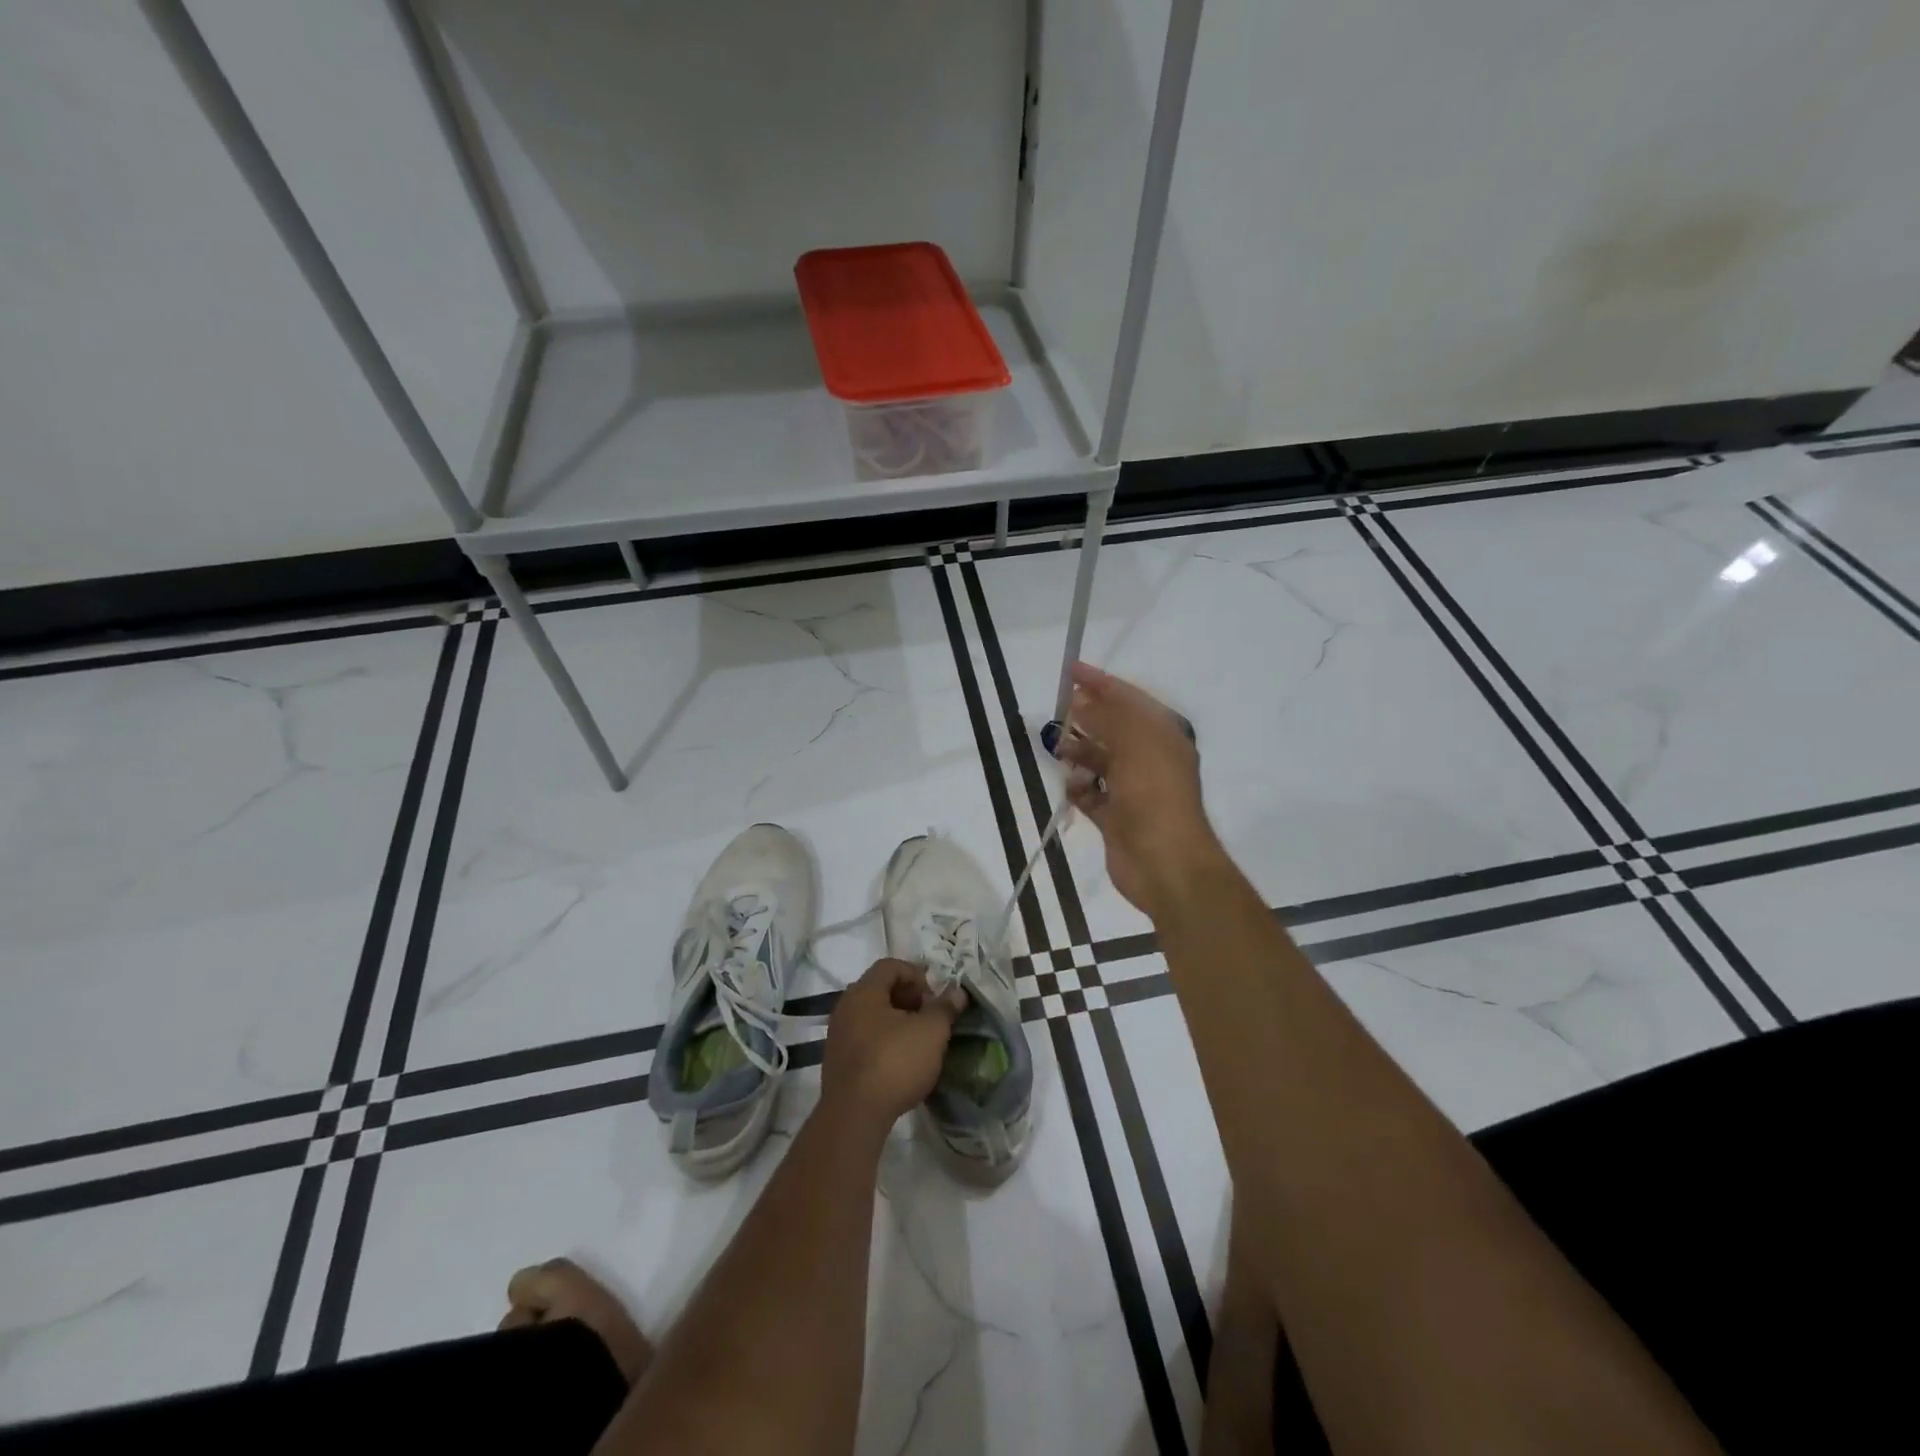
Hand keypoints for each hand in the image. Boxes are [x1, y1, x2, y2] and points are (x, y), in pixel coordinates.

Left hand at [820, 959, 964, 1132]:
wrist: (855, 1115)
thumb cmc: (895, 1062)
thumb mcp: (931, 1032)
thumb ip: (945, 1008)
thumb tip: (958, 992)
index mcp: (864, 991)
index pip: (891, 965)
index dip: (917, 975)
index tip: (934, 998)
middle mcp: (845, 1007)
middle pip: (880, 989)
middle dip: (909, 999)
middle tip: (929, 1018)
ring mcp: (838, 1035)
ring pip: (872, 1016)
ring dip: (897, 1022)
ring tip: (919, 1042)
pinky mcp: (837, 1061)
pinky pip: (864, 1038)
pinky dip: (884, 1041)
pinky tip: (900, 1063)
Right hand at [1058, 662, 1226, 920]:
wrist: (1164, 862)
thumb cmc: (1154, 794)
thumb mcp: (1134, 742)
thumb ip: (1107, 717)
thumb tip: (1082, 703)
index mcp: (1163, 736)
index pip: (1129, 699)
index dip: (1100, 682)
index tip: (1070, 670)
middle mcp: (1150, 759)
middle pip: (1113, 728)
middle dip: (1087, 718)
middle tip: (1060, 711)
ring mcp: (1134, 789)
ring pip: (1100, 760)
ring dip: (1079, 753)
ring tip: (1059, 751)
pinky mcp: (1117, 817)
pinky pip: (1092, 794)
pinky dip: (1080, 789)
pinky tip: (1072, 787)